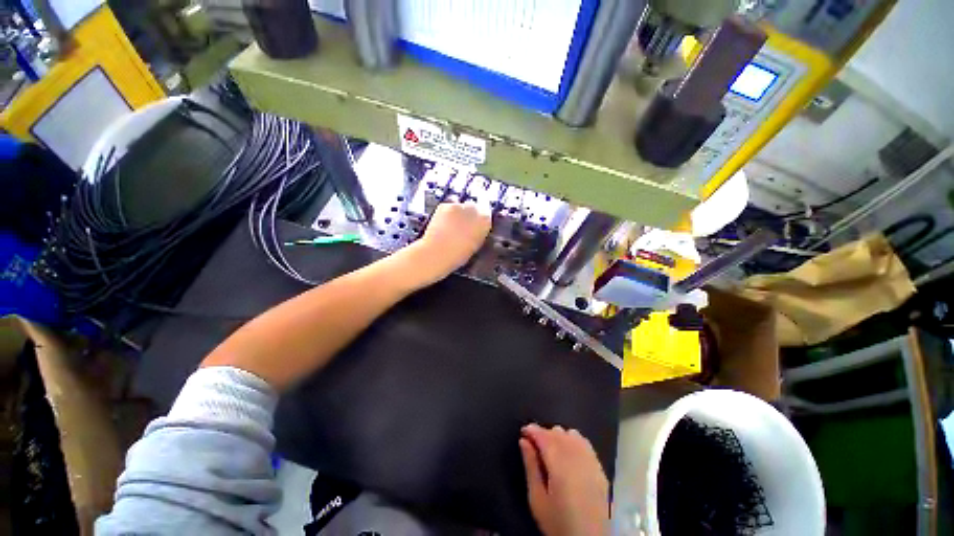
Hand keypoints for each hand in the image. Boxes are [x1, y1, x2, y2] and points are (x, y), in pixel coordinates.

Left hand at [412, 201, 490, 283]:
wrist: (437, 253)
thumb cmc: (458, 255)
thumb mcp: (476, 245)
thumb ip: (479, 232)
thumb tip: (477, 228)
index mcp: (485, 221)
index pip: (487, 214)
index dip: (481, 219)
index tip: (476, 225)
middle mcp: (474, 209)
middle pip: (475, 207)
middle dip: (470, 214)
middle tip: (464, 226)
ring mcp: (458, 206)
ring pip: (461, 206)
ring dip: (459, 213)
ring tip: (453, 226)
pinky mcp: (445, 205)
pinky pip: (449, 207)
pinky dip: (448, 213)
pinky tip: (444, 224)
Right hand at [519, 424, 609, 535]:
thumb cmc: (558, 523)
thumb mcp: (537, 499)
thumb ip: (530, 467)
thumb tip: (523, 441)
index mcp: (559, 466)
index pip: (544, 437)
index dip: (532, 430)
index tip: (523, 431)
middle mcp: (577, 458)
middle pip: (558, 433)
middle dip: (543, 433)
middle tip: (533, 443)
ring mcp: (591, 462)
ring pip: (571, 434)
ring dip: (558, 436)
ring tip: (550, 448)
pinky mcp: (600, 468)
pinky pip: (585, 442)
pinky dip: (573, 440)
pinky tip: (567, 450)